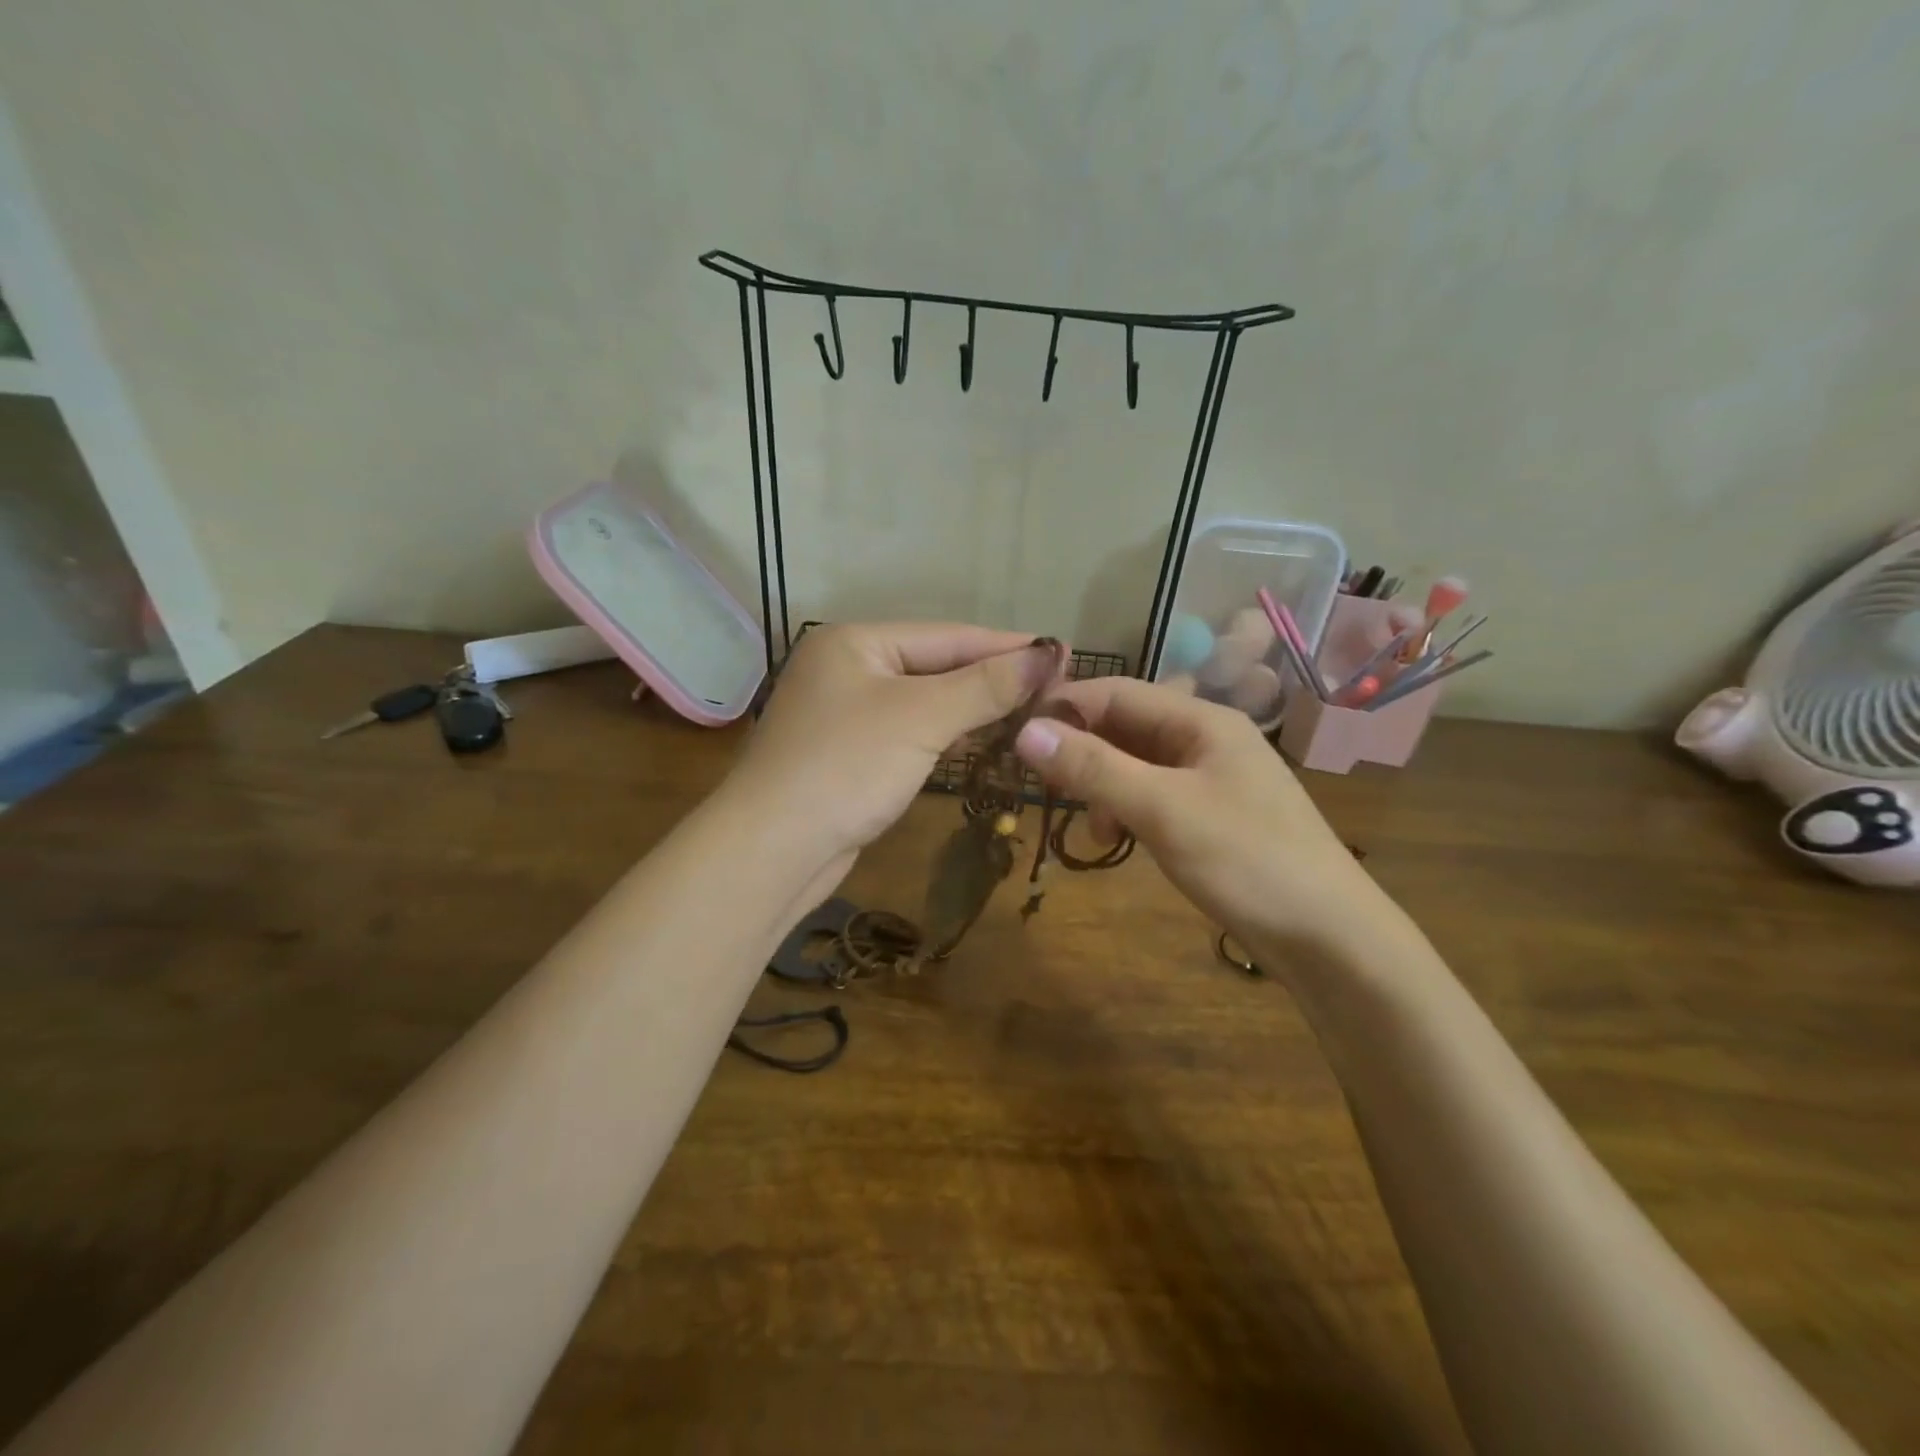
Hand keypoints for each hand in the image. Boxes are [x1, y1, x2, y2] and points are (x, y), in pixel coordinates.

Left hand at [725, 622, 1055, 885]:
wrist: (772, 849)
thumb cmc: (847, 767)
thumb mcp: (922, 718)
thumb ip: (985, 685)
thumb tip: (1047, 653)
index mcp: (856, 641)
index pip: (949, 635)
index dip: (1008, 646)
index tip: (1063, 654)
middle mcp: (847, 668)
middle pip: (936, 666)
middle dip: (993, 678)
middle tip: (1055, 687)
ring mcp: (844, 713)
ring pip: (924, 702)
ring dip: (973, 708)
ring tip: (1032, 711)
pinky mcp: (848, 754)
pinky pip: (909, 732)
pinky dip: (946, 735)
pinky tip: (983, 740)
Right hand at [1014, 677, 1386, 952]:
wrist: (1331, 939)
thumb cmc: (1248, 862)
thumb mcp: (1163, 810)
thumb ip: (1094, 768)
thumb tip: (1024, 731)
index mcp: (1201, 721)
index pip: (1116, 692)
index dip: (1064, 708)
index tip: (1015, 737)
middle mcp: (1206, 739)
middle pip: (1125, 727)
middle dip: (1083, 754)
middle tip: (1045, 790)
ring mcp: (1212, 778)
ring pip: (1136, 765)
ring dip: (1103, 788)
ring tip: (1093, 830)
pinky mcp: (1213, 816)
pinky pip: (1154, 796)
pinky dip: (1127, 811)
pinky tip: (1120, 841)